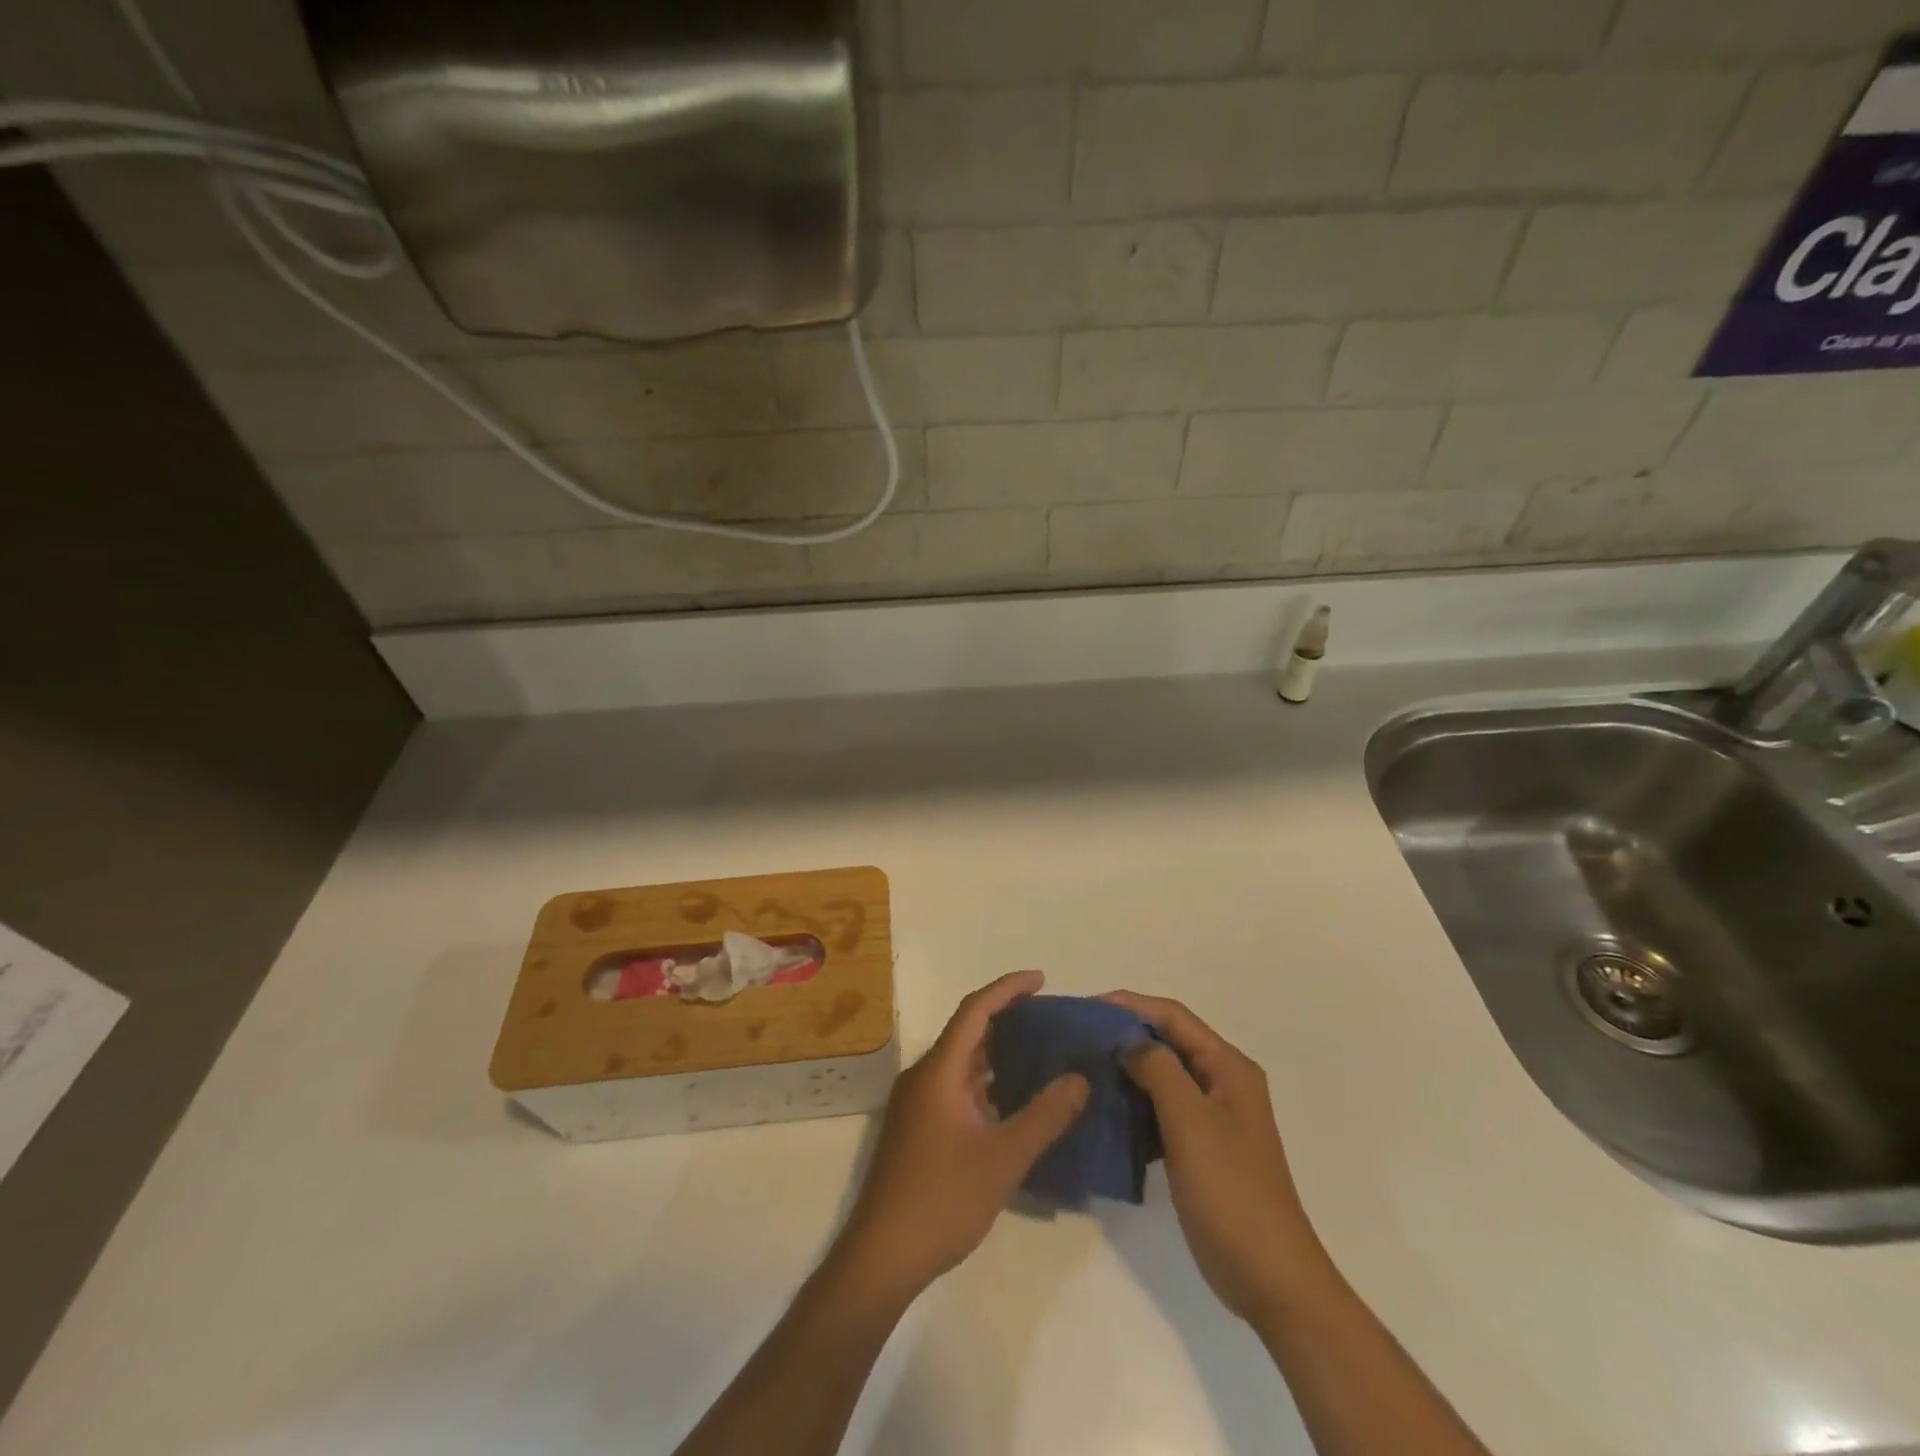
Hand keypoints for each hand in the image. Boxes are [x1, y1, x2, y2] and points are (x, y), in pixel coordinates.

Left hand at [834, 970, 1088, 1299]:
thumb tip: (1079, 1078)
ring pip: (962, 1062)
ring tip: (1040, 1053)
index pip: (975, 1010)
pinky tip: (1013, 1100)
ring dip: (997, 1052)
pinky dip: (985, 1082)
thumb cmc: (942, 1200)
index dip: (1007, 989)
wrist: (882, 1256)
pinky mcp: (917, 1128)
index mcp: (939, 1070)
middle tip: (1049, 1018)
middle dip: (1007, 1018)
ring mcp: (917, 1103)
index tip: (1041, 979)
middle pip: (967, 1031)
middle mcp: (924, 1076)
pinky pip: (956, 1087)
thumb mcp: (1003, 1158)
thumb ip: (1045, 1115)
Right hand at [1104, 991, 1335, 1326]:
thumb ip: (1158, 1069)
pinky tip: (1103, 1110)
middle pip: (1167, 1042)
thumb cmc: (1231, 1192)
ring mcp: (1211, 1118)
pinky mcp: (1198, 1148)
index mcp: (1228, 1067)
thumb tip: (1126, 1039)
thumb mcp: (1191, 1121)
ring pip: (1161, 1076)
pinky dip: (1133, 1104)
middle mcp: (1221, 1083)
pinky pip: (1159, 1110)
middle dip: (1123, 1035)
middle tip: (1076, 1037)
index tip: (1085, 1008)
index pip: (1173, 1016)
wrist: (1270, 1279)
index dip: (1130, 1005)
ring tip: (1081, 1068)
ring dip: (1125, 1069)